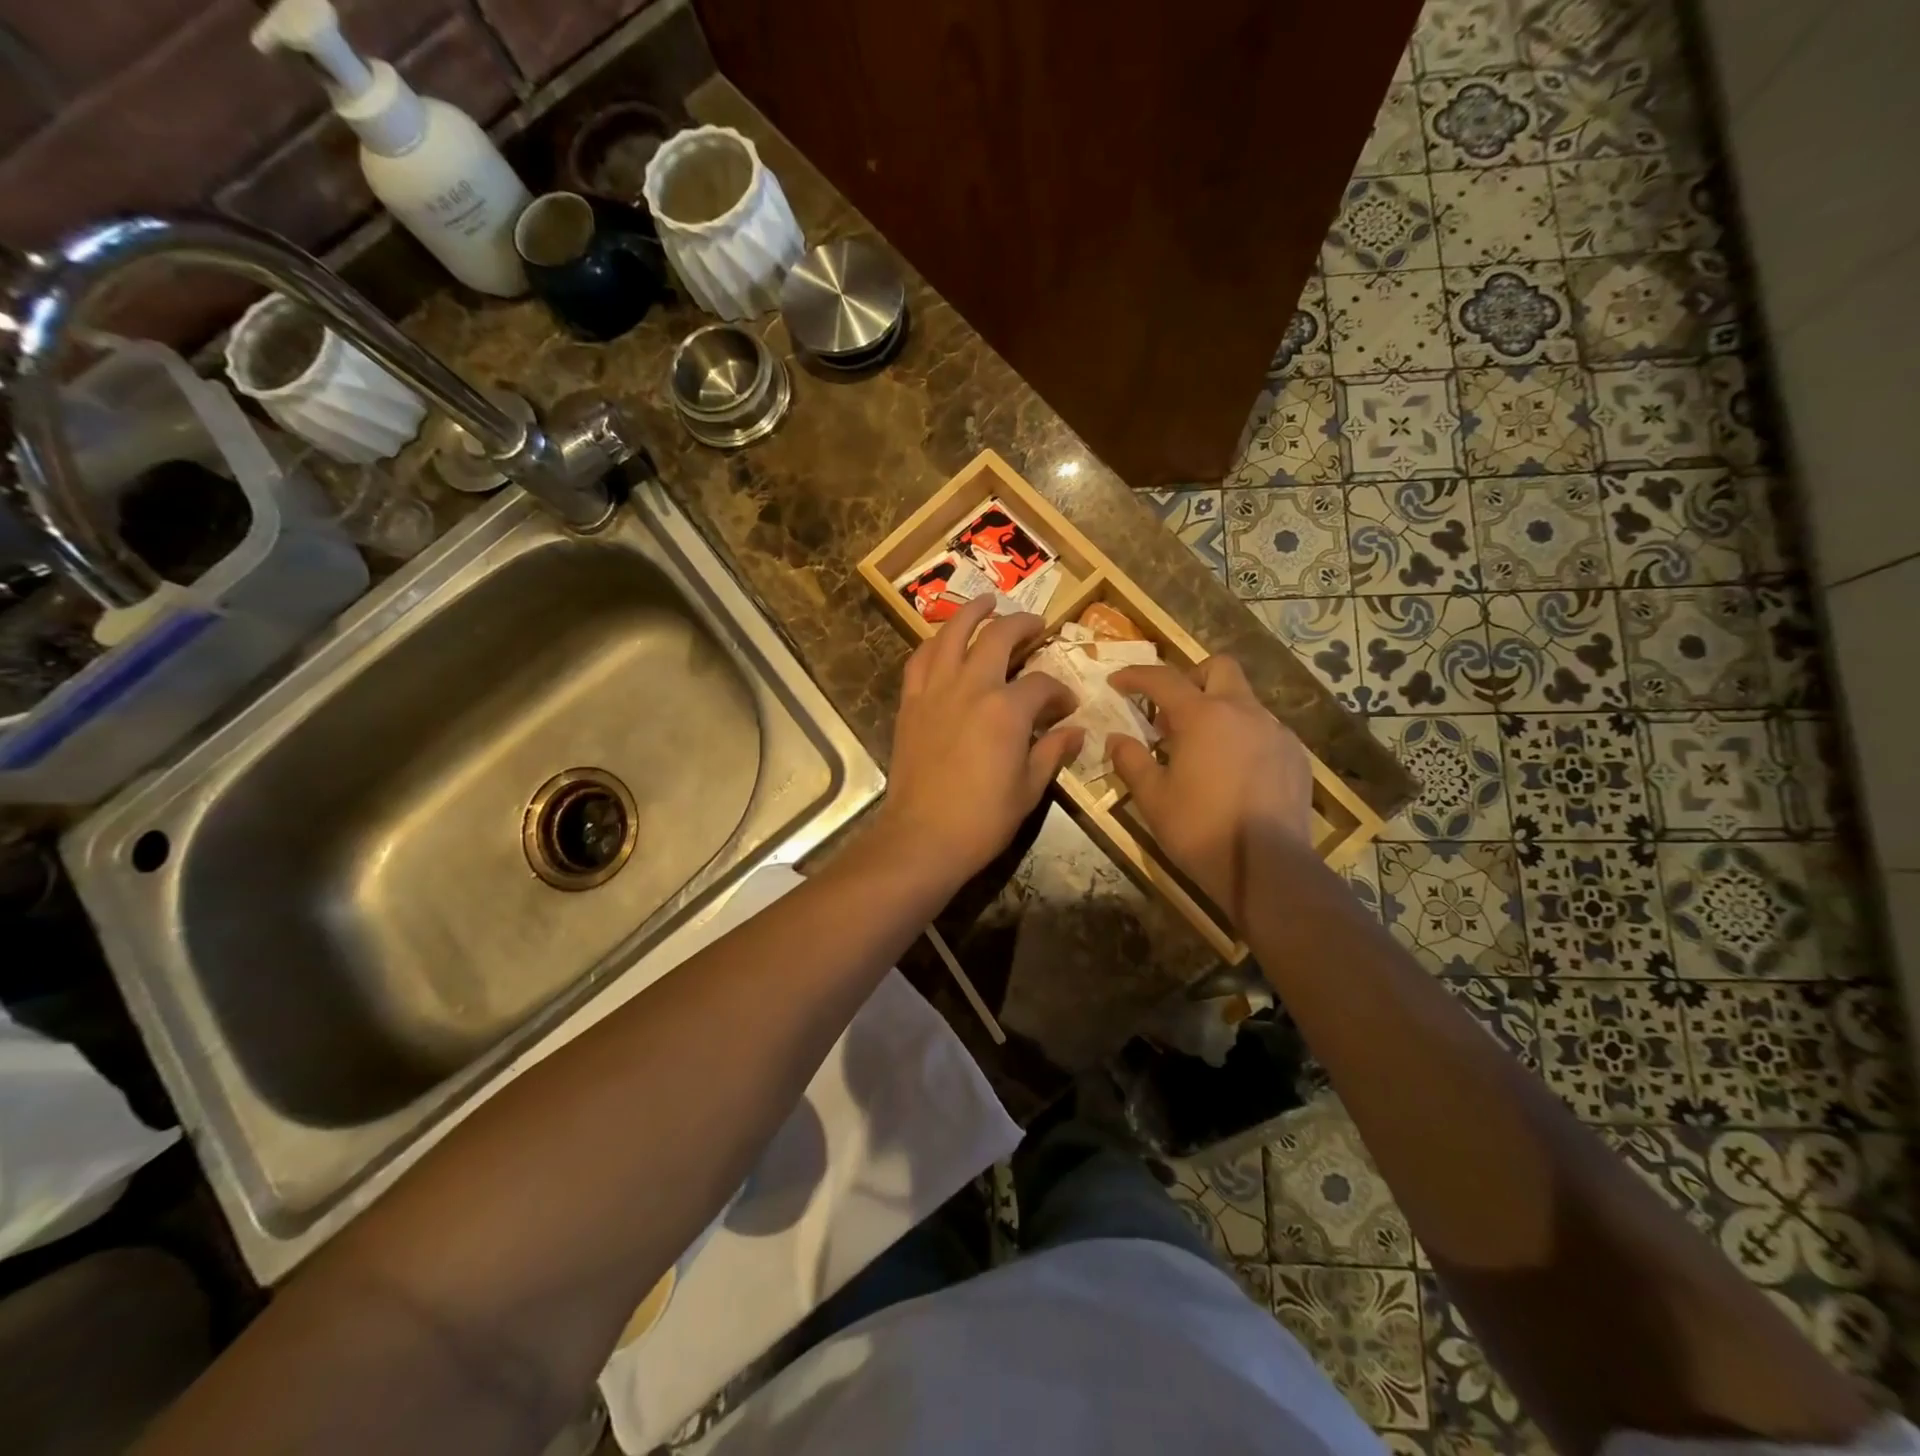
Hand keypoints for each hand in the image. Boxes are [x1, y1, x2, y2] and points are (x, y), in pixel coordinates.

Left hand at [873, 594, 1082, 893]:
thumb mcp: (1029, 789)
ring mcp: (936, 691)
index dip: (1059, 691)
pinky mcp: (911, 704)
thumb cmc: (982, 819)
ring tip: (986, 601)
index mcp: (1007, 710)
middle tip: (1035, 624)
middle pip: (997, 638)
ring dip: (971, 613)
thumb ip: (1052, 752)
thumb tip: (1076, 731)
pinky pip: (920, 660)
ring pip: (952, 634)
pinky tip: (943, 641)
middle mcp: (971, 687)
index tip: (1067, 704)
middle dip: (1021, 625)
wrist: (922, 837)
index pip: (1042, 684)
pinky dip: (934, 644)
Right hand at [1106, 656, 1313, 924]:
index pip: (1163, 679)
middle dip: (1191, 678)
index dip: (1136, 676)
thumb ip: (1131, 761)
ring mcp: (1276, 732)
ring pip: (1244, 701)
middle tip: (1172, 711)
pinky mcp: (1296, 756)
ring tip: (1202, 749)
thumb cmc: (1200, 829)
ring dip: (1218, 710)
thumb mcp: (1152, 798)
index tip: (1118, 682)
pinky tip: (1233, 772)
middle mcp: (1243, 712)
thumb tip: (1117, 738)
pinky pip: (1264, 730)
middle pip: (1218, 668)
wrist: (1268, 868)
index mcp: (1203, 716)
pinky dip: (1242, 737)